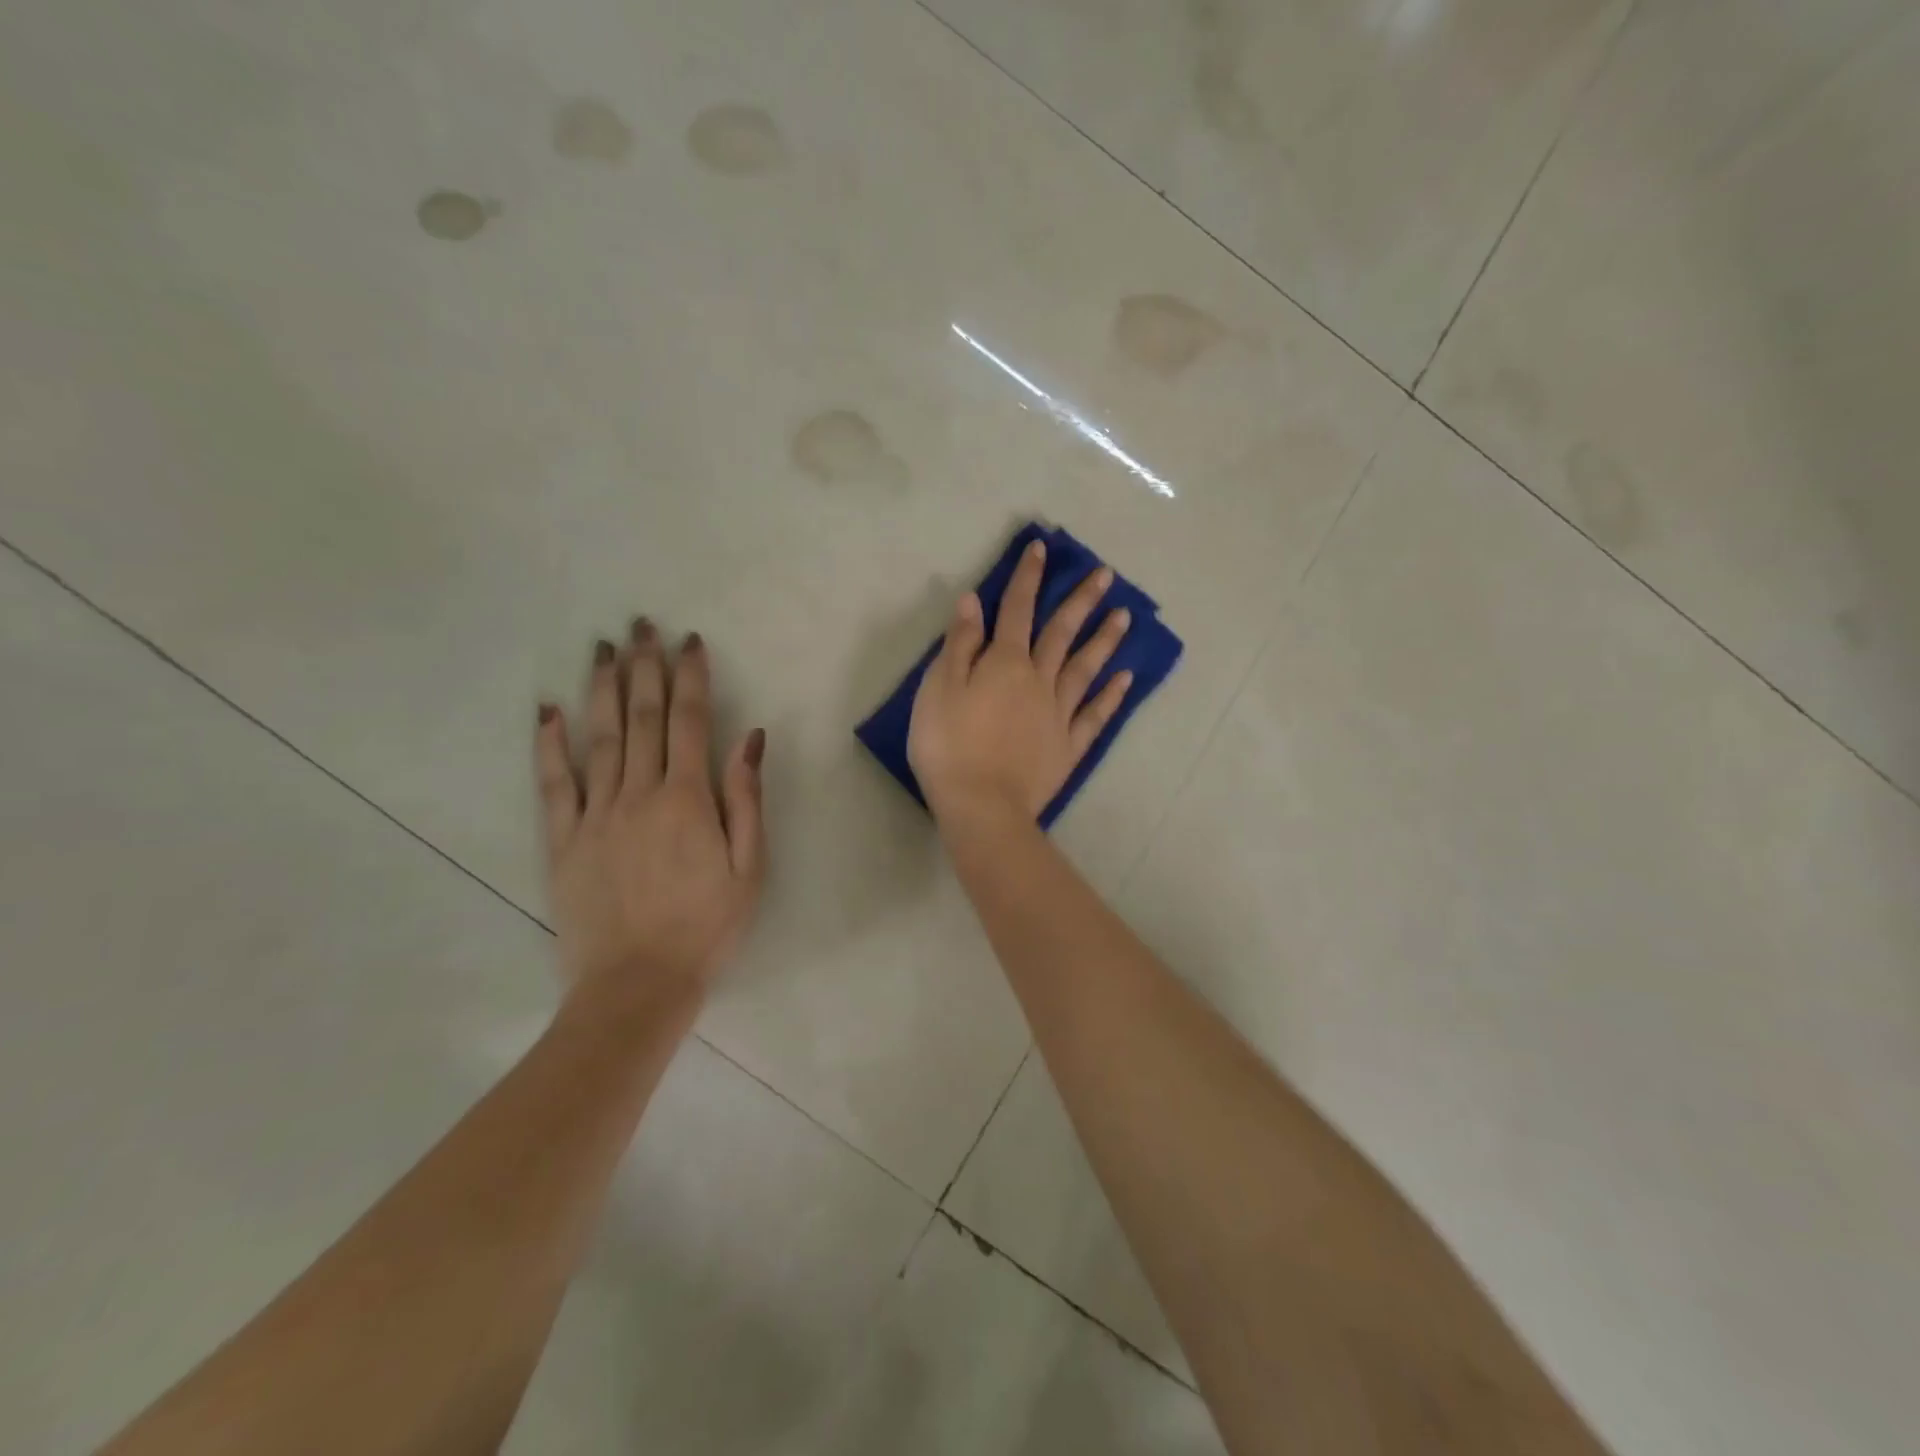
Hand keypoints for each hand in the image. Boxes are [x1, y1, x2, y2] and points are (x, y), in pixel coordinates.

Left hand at [535, 620, 766, 1007]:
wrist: (637, 984)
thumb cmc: (706, 926)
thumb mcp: (749, 867)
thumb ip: (746, 798)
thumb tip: (749, 738)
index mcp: (688, 800)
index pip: (689, 721)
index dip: (690, 677)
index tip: (690, 642)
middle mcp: (639, 794)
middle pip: (641, 717)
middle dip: (644, 667)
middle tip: (642, 625)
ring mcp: (595, 814)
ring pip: (598, 737)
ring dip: (602, 688)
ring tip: (603, 648)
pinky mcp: (564, 840)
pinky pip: (554, 783)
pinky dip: (550, 744)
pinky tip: (548, 709)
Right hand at [908, 537, 1132, 822]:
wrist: (981, 805)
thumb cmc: (948, 745)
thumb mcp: (939, 688)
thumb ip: (960, 644)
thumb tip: (975, 601)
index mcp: (1004, 663)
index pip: (1017, 610)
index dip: (1028, 578)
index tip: (1043, 549)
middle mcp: (1038, 680)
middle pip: (1061, 632)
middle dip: (1081, 600)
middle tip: (1106, 574)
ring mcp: (1058, 714)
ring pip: (1085, 668)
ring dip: (1104, 640)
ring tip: (1125, 616)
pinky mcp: (1068, 746)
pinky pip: (1094, 715)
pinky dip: (1111, 695)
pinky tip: (1125, 678)